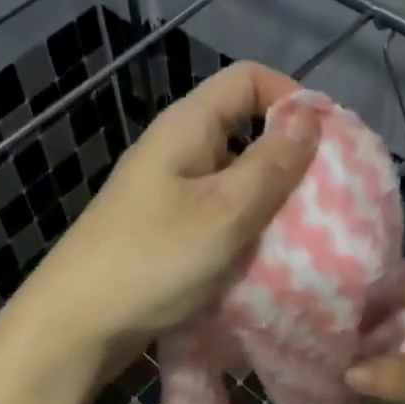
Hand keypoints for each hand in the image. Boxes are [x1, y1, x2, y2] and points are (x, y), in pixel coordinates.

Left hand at [5, 63, 319, 367]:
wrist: (77, 324)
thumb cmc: (153, 260)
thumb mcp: (224, 211)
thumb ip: (272, 164)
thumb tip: (310, 115)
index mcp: (187, 127)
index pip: (248, 79)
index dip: (292, 98)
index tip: (327, 142)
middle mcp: (177, 149)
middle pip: (245, 127)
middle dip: (289, 156)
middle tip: (325, 196)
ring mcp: (168, 191)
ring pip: (234, 176)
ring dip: (270, 198)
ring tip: (304, 231)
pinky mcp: (166, 228)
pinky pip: (218, 212)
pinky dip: (246, 226)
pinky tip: (264, 255)